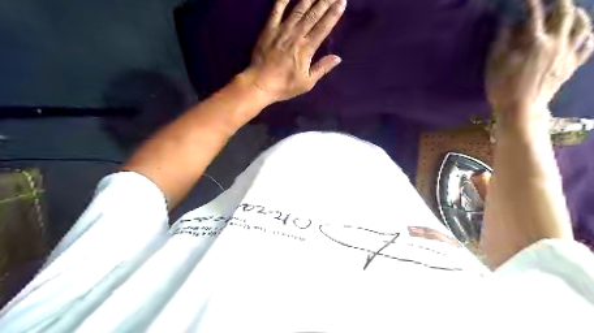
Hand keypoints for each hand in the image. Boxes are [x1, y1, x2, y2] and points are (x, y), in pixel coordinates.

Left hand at [238, 0, 346, 101]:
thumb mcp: (307, 82)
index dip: (334, 14)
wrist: (259, 84)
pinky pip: (277, 10)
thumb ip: (322, 68)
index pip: (323, 28)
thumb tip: (338, 58)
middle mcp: (296, 35)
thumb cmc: (284, 86)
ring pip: (298, 9)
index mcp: (306, 49)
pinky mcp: (269, 28)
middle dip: (325, 2)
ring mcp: (282, 30)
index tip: (342, 2)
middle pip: (313, 15)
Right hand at [487, 1, 593, 119]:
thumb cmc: (502, 88)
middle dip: (560, 1)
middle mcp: (555, 42)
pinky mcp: (572, 65)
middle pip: (565, 13)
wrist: (521, 109)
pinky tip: (581, 33)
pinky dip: (586, 35)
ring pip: (582, 25)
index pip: (534, 14)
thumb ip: (501, 42)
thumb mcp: (494, 65)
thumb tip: (507, 23)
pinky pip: (587, 45)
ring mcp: (567, 53)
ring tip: (572, 11)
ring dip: (578, 14)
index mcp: (533, 42)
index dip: (530, 2)